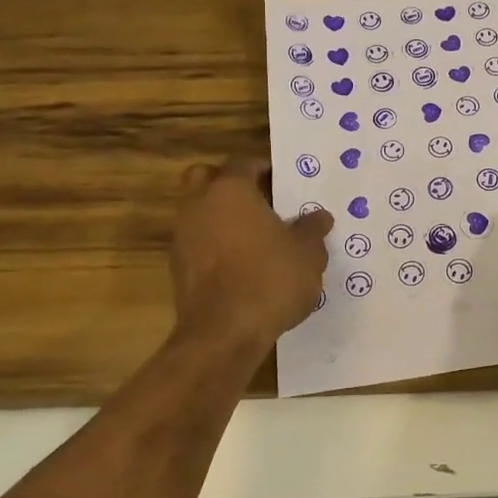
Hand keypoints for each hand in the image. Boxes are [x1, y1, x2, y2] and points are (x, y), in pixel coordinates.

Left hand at [172, 159, 331, 351]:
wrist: (223, 335)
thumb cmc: (269, 279)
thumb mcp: (308, 253)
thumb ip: (312, 229)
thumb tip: (319, 216)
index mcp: (230, 190)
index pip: (244, 162)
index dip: (265, 168)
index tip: (283, 181)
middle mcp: (199, 205)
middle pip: (206, 178)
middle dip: (229, 183)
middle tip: (259, 200)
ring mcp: (183, 237)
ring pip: (198, 211)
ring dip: (220, 216)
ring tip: (254, 235)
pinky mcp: (177, 268)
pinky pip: (197, 242)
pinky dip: (214, 244)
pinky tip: (241, 264)